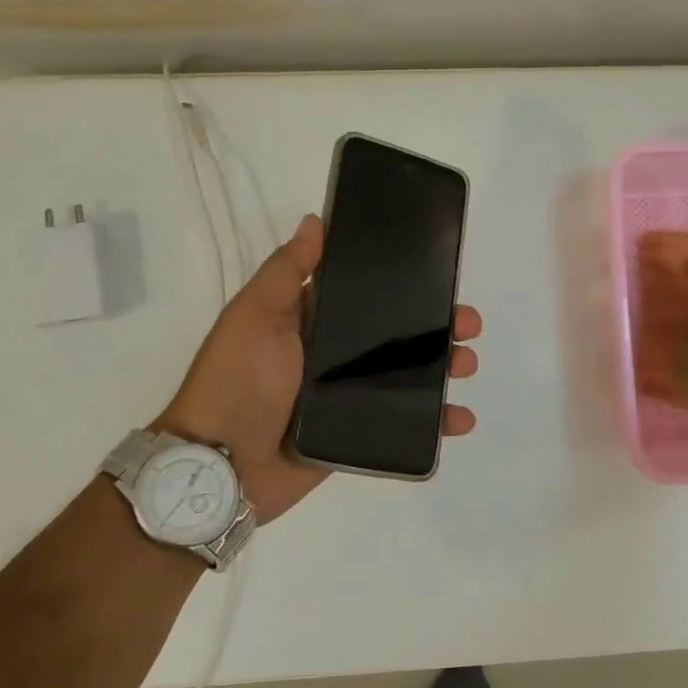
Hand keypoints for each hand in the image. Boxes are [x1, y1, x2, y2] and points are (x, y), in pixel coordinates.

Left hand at [155, 213, 482, 523]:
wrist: (221, 466)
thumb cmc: (238, 380)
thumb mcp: (255, 315)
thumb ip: (287, 271)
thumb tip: (316, 220)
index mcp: (309, 321)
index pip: (365, 294)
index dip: (403, 284)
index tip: (440, 275)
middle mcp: (331, 355)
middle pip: (394, 335)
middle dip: (435, 327)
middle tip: (467, 325)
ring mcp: (345, 398)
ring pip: (406, 376)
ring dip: (442, 368)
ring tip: (465, 365)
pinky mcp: (356, 436)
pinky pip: (403, 424)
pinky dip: (435, 422)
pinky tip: (460, 418)